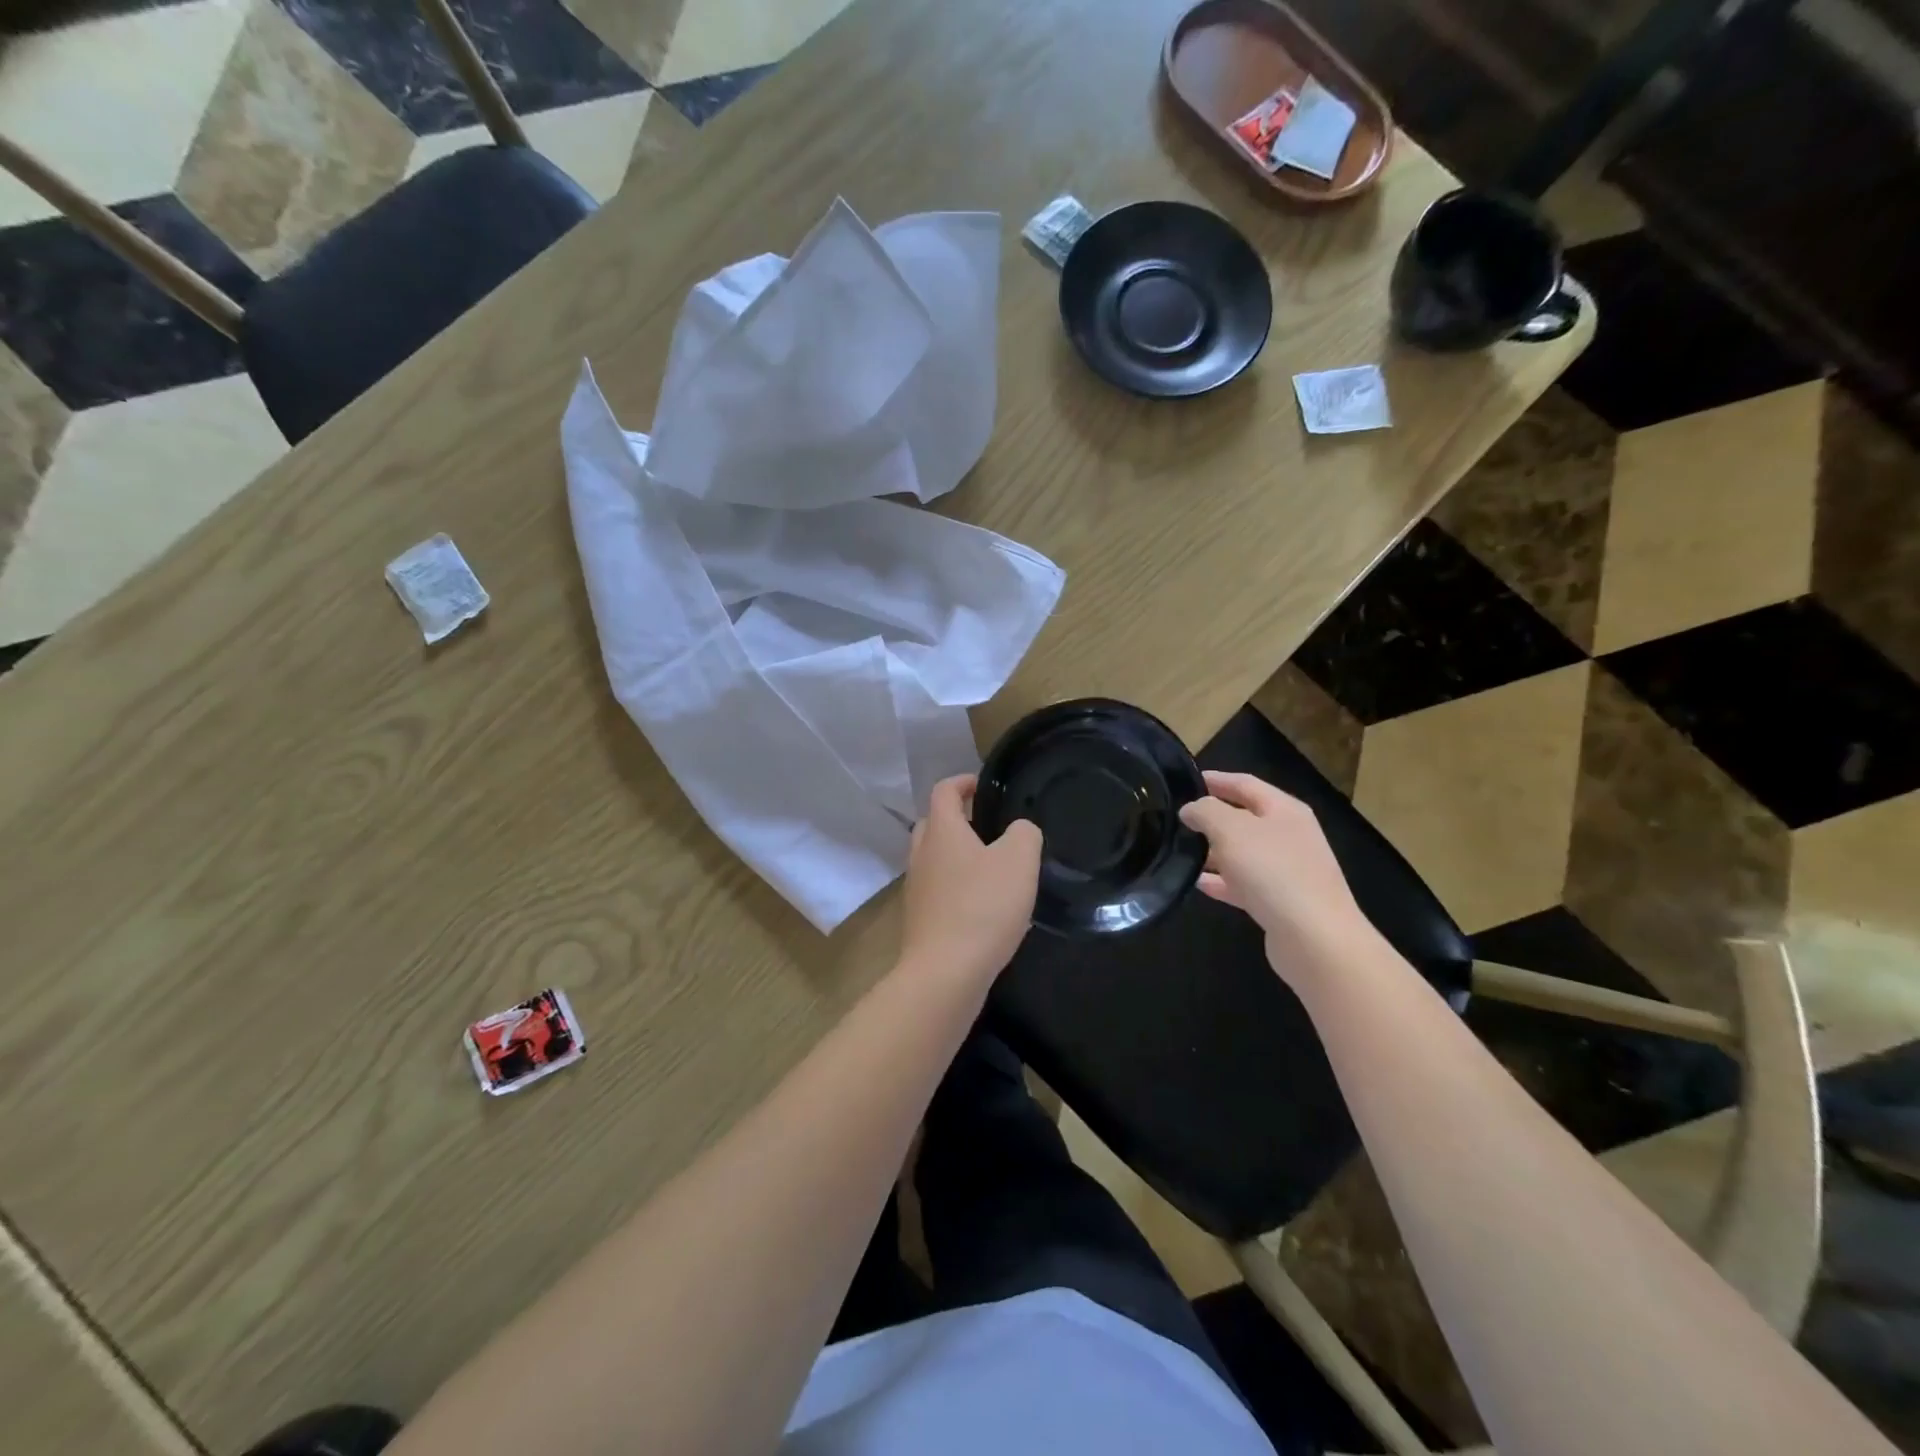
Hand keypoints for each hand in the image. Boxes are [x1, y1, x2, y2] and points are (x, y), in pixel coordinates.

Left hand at [901, 774, 1041, 984]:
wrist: (945, 973)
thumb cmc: (983, 907)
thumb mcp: (1019, 860)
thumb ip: (1024, 834)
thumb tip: (1019, 830)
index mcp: (941, 832)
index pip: (944, 791)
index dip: (963, 782)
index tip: (984, 786)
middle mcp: (921, 855)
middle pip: (933, 824)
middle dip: (958, 820)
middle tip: (989, 828)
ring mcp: (916, 890)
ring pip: (934, 860)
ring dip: (957, 857)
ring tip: (992, 869)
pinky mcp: (920, 920)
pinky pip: (938, 891)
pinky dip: (957, 888)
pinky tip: (984, 907)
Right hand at [1178, 771, 1373, 981]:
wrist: (1315, 938)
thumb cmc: (1273, 871)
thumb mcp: (1231, 829)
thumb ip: (1205, 811)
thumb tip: (1190, 809)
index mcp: (1284, 810)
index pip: (1245, 784)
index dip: (1216, 779)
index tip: (1186, 781)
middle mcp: (1290, 836)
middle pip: (1245, 818)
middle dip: (1212, 817)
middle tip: (1178, 818)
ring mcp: (1288, 871)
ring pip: (1243, 853)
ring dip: (1214, 851)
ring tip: (1181, 851)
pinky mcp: (1281, 902)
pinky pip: (1244, 884)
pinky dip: (1222, 882)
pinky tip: (1198, 884)